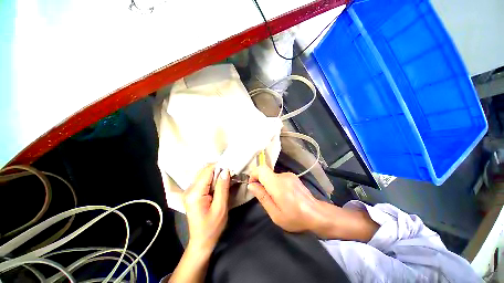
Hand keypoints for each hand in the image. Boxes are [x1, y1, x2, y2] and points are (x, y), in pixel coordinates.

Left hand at [183, 164, 229, 252]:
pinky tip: (219, 183)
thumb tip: (225, 171)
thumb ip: (222, 187)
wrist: (201, 241)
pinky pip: (203, 180)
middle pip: (204, 170)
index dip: (219, 166)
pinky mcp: (192, 193)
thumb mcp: (220, 207)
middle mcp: (189, 189)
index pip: (207, 171)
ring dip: (216, 173)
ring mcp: (189, 191)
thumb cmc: (212, 227)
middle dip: (218, 169)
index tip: (230, 167)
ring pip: (204, 174)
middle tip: (230, 173)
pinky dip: (212, 178)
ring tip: (226, 177)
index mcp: (195, 193)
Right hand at [248, 165, 378, 240]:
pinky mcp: (293, 176)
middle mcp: (283, 176)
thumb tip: (251, 185)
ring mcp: (289, 175)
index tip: (253, 186)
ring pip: (272, 176)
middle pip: (266, 173)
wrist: (317, 215)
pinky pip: (279, 178)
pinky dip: (276, 184)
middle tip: (265, 198)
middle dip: (261, 183)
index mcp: (278, 184)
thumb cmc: (295, 218)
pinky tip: (283, 196)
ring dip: (269, 185)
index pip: (261, 169)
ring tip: (276, 199)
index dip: (254, 175)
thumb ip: (262, 197)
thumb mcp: (275, 214)